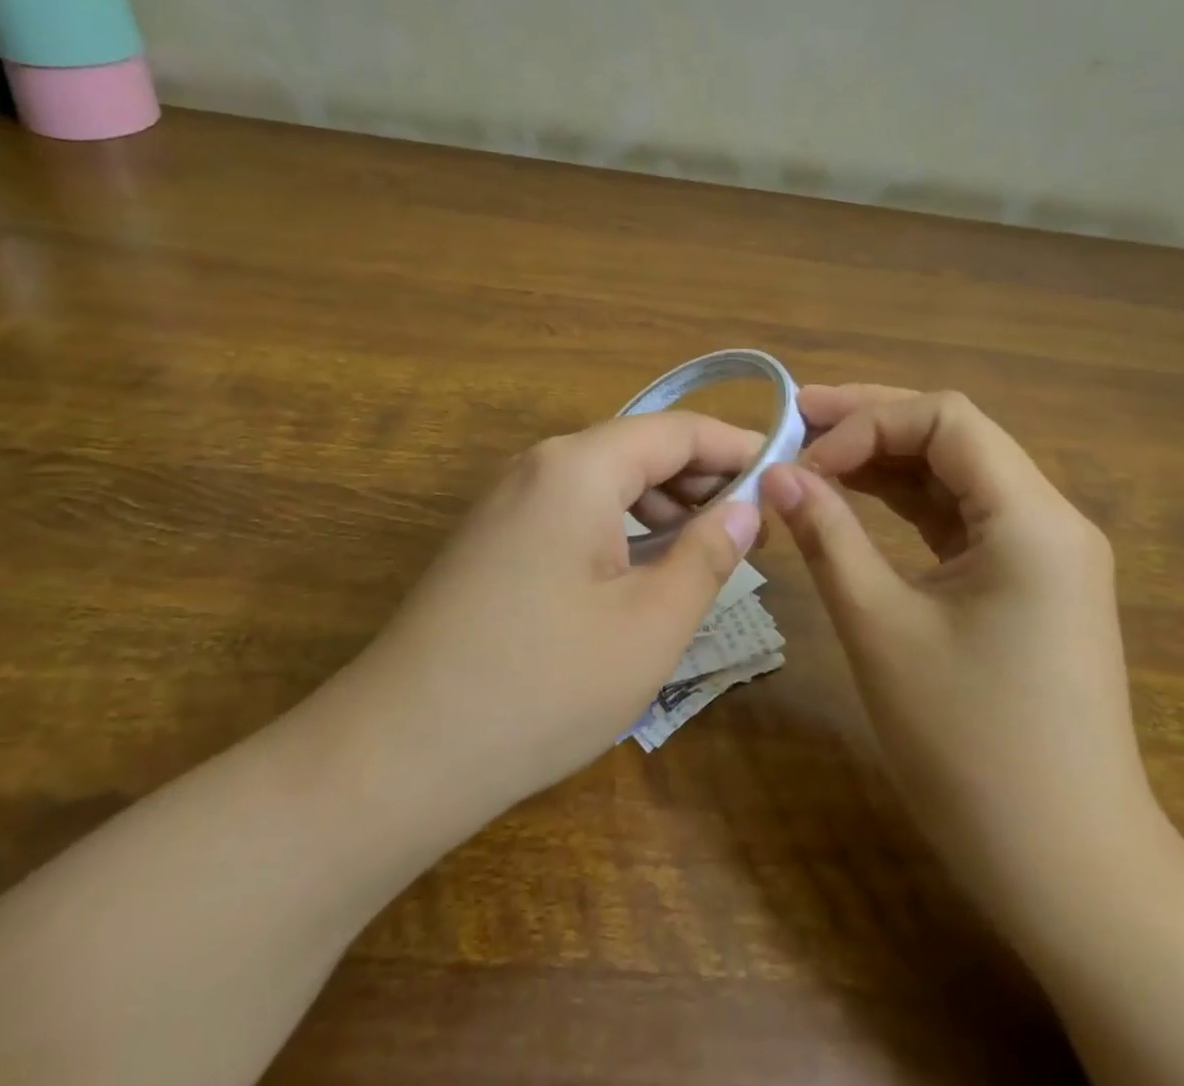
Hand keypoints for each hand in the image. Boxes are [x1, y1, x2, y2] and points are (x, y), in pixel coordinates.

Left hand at [355, 413, 761, 826]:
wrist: (398, 752)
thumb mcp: (650, 624)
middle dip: (701, 478)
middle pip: (639, 448)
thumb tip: (747, 507)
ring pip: (605, 480)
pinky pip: (573, 508)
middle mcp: (539, 465)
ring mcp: (507, 500)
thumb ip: (708, 554)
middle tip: (755, 526)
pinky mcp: (492, 537)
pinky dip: (620, 525)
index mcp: (579, 467)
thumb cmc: (542, 685)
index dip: (737, 448)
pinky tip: (642, 570)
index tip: (785, 475)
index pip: (677, 431)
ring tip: (707, 551)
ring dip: (662, 504)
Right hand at [760, 385, 1157, 916]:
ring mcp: (1043, 552)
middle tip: (797, 417)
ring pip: (956, 475)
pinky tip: (856, 499)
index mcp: (1032, 519)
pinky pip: (962, 518)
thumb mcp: (881, 628)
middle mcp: (1049, 519)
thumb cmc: (970, 747)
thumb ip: (828, 537)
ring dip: (885, 459)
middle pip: (953, 436)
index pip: (945, 419)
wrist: (1067, 869)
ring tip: (814, 453)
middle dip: (872, 422)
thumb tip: (777, 475)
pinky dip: (906, 503)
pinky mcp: (1028, 583)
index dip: (866, 422)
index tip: (805, 462)